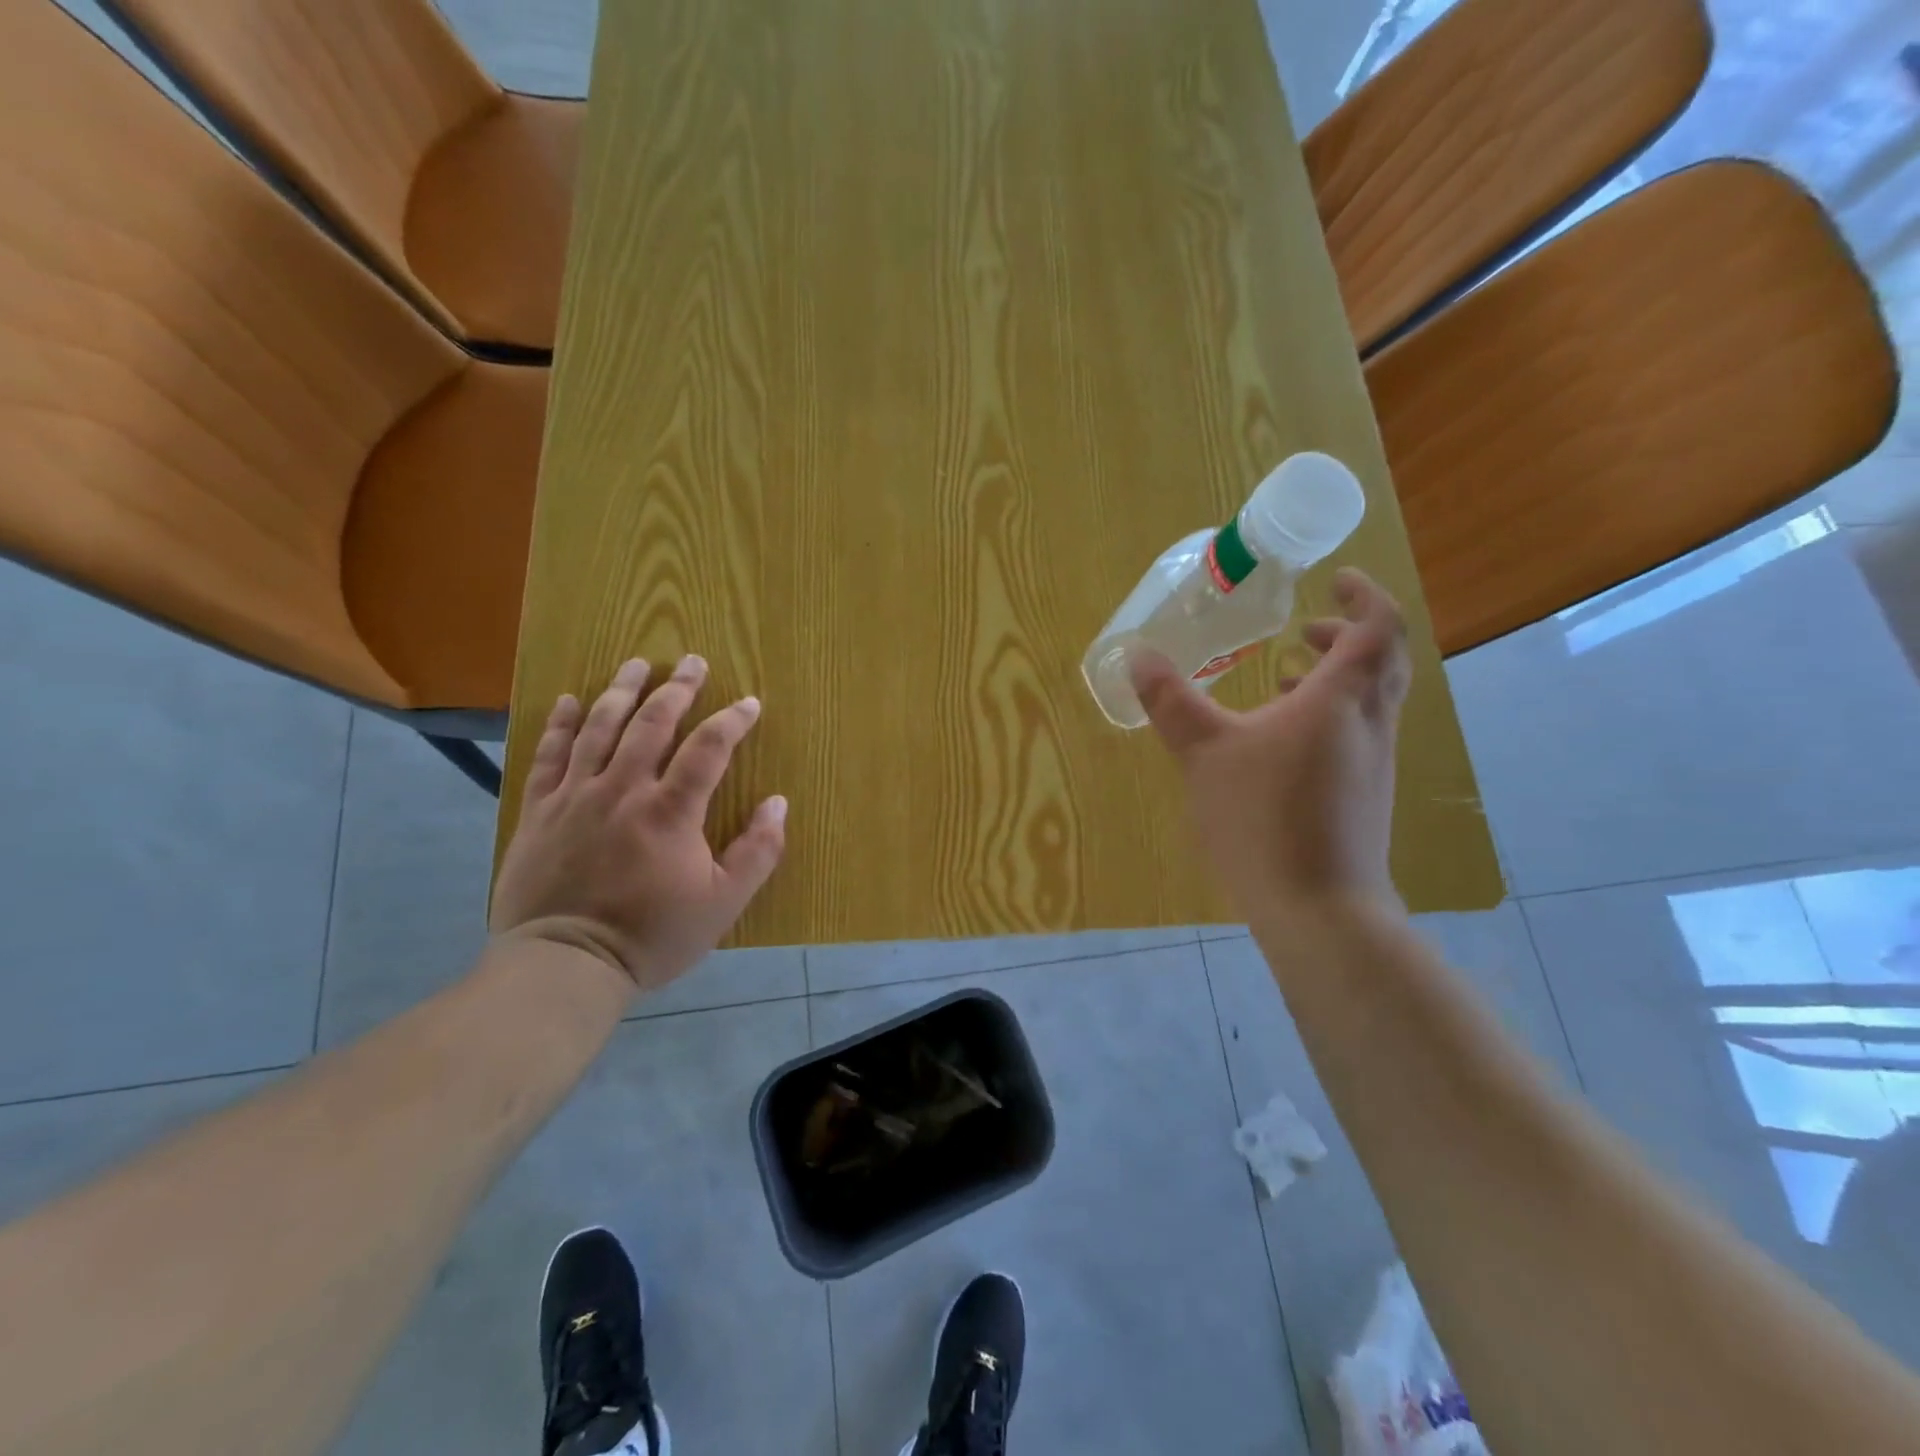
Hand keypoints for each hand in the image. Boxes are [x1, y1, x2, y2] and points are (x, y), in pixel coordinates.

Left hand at [491, 655, 787, 993]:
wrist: (564, 965)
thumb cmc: (652, 935)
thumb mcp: (723, 903)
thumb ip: (757, 852)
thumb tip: (778, 803)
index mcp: (671, 811)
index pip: (708, 748)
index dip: (732, 720)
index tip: (750, 703)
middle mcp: (622, 790)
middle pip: (652, 723)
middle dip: (678, 688)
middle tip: (693, 661)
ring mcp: (576, 796)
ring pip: (599, 728)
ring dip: (622, 691)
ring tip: (638, 663)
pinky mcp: (540, 811)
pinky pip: (548, 755)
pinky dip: (559, 724)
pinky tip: (569, 701)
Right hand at [1130, 568, 1409, 919]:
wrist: (1319, 909)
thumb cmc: (1263, 819)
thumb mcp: (1204, 753)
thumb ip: (1171, 701)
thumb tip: (1138, 654)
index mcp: (1341, 700)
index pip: (1377, 627)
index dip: (1363, 595)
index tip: (1336, 579)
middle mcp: (1370, 724)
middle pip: (1383, 661)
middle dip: (1348, 635)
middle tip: (1306, 628)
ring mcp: (1373, 763)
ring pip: (1371, 700)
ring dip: (1338, 677)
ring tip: (1285, 677)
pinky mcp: (1365, 796)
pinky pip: (1358, 733)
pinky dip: (1331, 715)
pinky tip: (1283, 742)